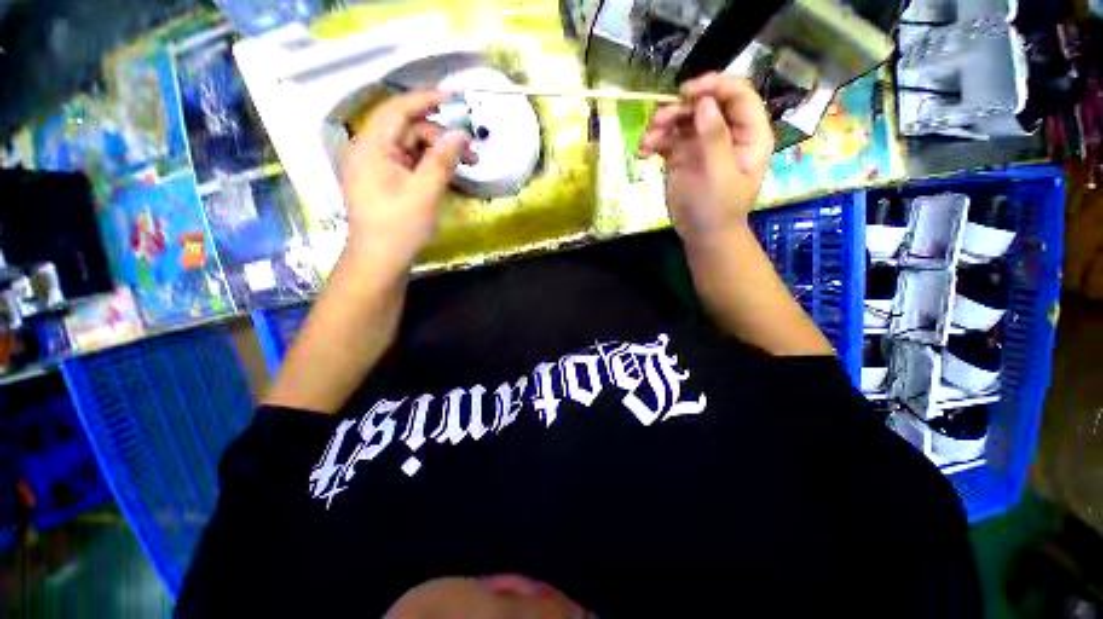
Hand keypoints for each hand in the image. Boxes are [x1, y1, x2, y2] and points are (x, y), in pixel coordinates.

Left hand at [340, 91, 472, 276]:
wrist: (380, 261)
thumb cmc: (400, 228)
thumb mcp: (425, 193)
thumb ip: (443, 160)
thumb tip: (461, 134)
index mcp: (371, 147)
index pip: (398, 110)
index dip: (427, 100)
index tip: (456, 99)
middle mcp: (369, 151)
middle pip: (408, 129)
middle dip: (441, 136)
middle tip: (471, 153)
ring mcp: (376, 167)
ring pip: (410, 147)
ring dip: (438, 152)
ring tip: (466, 166)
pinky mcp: (384, 182)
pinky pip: (408, 163)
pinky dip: (429, 165)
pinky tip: (447, 175)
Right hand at [638, 73, 773, 245]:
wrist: (702, 235)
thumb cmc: (719, 209)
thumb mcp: (720, 175)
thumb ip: (715, 138)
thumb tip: (705, 103)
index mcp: (749, 133)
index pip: (737, 95)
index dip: (714, 86)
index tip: (686, 93)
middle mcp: (726, 132)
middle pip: (705, 103)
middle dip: (681, 108)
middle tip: (659, 120)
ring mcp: (702, 143)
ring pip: (683, 119)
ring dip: (663, 124)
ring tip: (648, 140)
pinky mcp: (682, 156)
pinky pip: (667, 139)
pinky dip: (654, 141)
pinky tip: (643, 152)